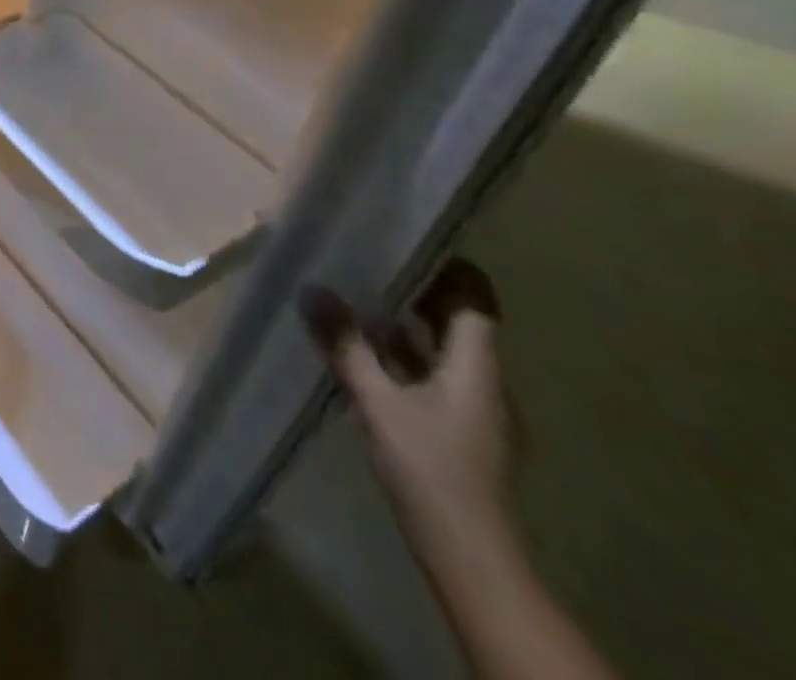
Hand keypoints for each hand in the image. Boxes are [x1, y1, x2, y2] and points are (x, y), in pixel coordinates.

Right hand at [302, 260, 512, 556]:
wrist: (470, 557)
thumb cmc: (430, 468)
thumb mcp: (377, 401)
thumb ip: (345, 344)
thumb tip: (312, 288)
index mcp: (476, 367)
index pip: (476, 301)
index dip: (452, 268)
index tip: (410, 238)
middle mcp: (483, 381)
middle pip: (458, 321)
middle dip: (417, 289)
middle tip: (367, 258)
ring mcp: (472, 409)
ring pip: (441, 349)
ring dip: (405, 323)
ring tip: (355, 295)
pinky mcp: (456, 430)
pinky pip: (430, 374)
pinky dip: (401, 355)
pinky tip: (363, 352)